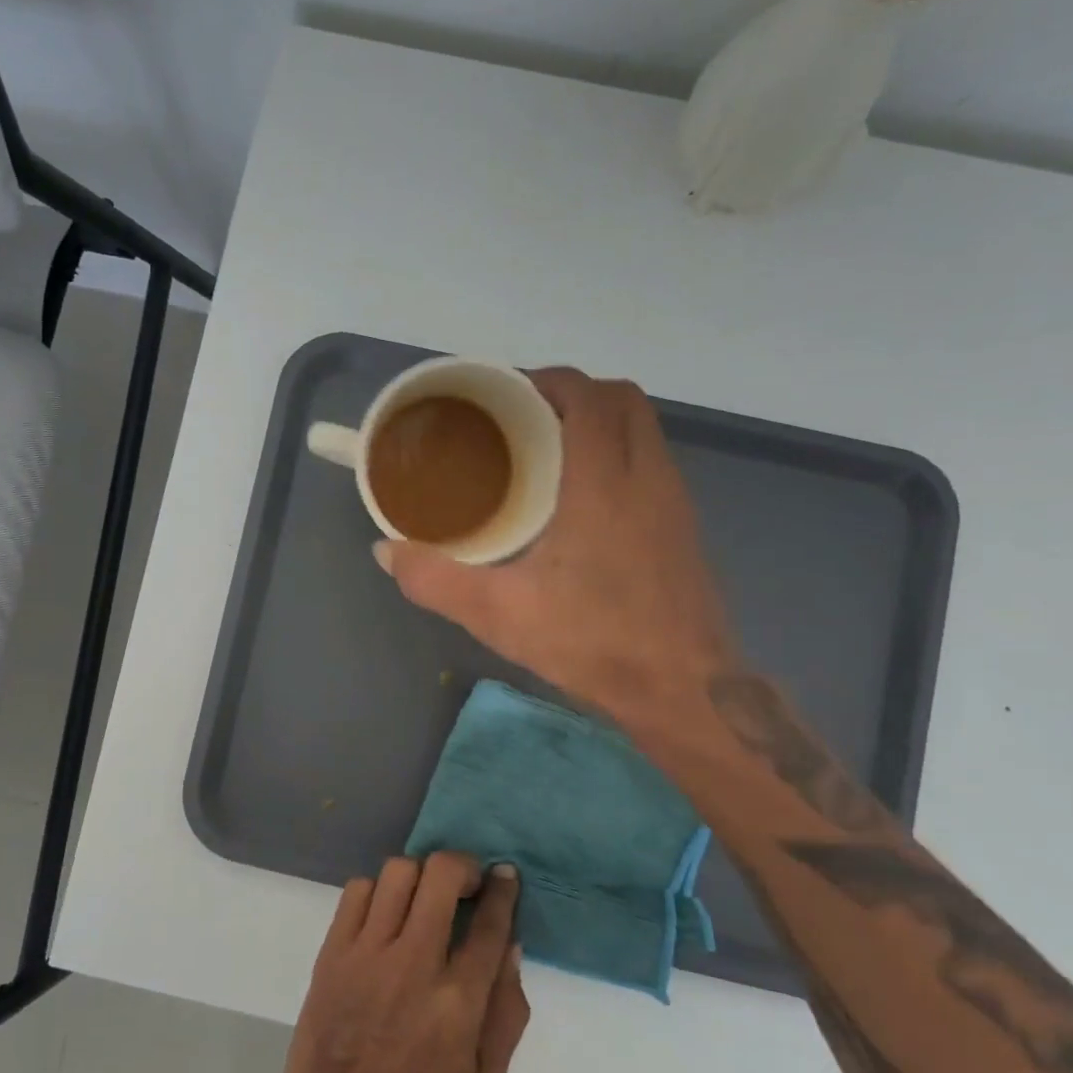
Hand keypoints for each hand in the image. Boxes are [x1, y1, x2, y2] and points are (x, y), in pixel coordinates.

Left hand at [271, 853, 528, 1072]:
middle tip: (466, 884)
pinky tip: (385, 913)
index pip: (489, 925)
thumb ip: (506, 1014)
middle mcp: (414, 964)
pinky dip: (378, 890)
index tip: (505, 874)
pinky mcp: (333, 950)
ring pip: (398, 872)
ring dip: (420, 876)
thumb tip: (511, 946)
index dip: (503, 890)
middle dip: (462, 866)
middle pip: (442, 876)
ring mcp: (368, 952)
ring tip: (424, 897)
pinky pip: (358, 890)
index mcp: (457, 1003)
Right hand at [377, 368, 737, 744]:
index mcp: (604, 484)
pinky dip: (616, 454)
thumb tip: (387, 552)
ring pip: (643, 429)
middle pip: (623, 399)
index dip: (547, 380)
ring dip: (598, 422)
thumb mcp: (499, 615)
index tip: (504, 394)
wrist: (684, 692)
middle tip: (522, 418)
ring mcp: (674, 502)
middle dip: (574, 393)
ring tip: (545, 452)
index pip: (588, 397)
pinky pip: (650, 462)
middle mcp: (648, 478)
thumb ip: (435, 579)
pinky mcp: (684, 527)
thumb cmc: (594, 643)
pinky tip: (579, 500)